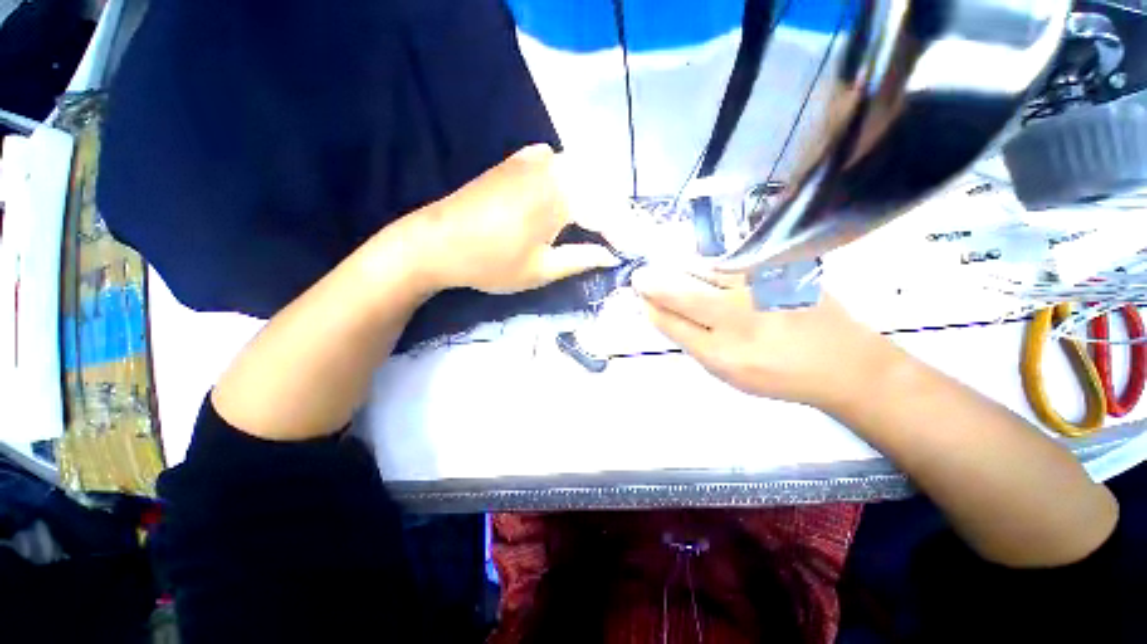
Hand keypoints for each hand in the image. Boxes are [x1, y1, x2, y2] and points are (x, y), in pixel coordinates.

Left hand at [414, 144, 618, 293]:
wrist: (435, 241)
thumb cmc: (491, 262)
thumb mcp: (541, 269)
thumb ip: (581, 258)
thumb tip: (611, 256)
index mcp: (562, 195)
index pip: (607, 214)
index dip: (623, 235)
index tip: (632, 253)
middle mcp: (553, 167)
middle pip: (599, 187)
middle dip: (615, 214)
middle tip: (620, 239)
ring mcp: (533, 158)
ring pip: (581, 173)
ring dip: (596, 196)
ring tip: (601, 223)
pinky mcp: (517, 160)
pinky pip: (558, 164)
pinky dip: (572, 179)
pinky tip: (570, 196)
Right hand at [631, 266, 898, 409]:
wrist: (841, 360)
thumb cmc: (776, 373)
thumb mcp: (725, 371)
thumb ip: (690, 339)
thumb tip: (660, 310)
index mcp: (721, 352)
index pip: (669, 321)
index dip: (650, 304)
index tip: (639, 294)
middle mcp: (735, 316)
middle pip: (678, 291)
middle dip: (652, 282)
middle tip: (641, 278)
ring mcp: (756, 287)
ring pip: (699, 270)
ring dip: (676, 269)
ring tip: (667, 272)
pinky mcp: (775, 269)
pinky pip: (724, 263)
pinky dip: (704, 266)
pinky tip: (700, 270)